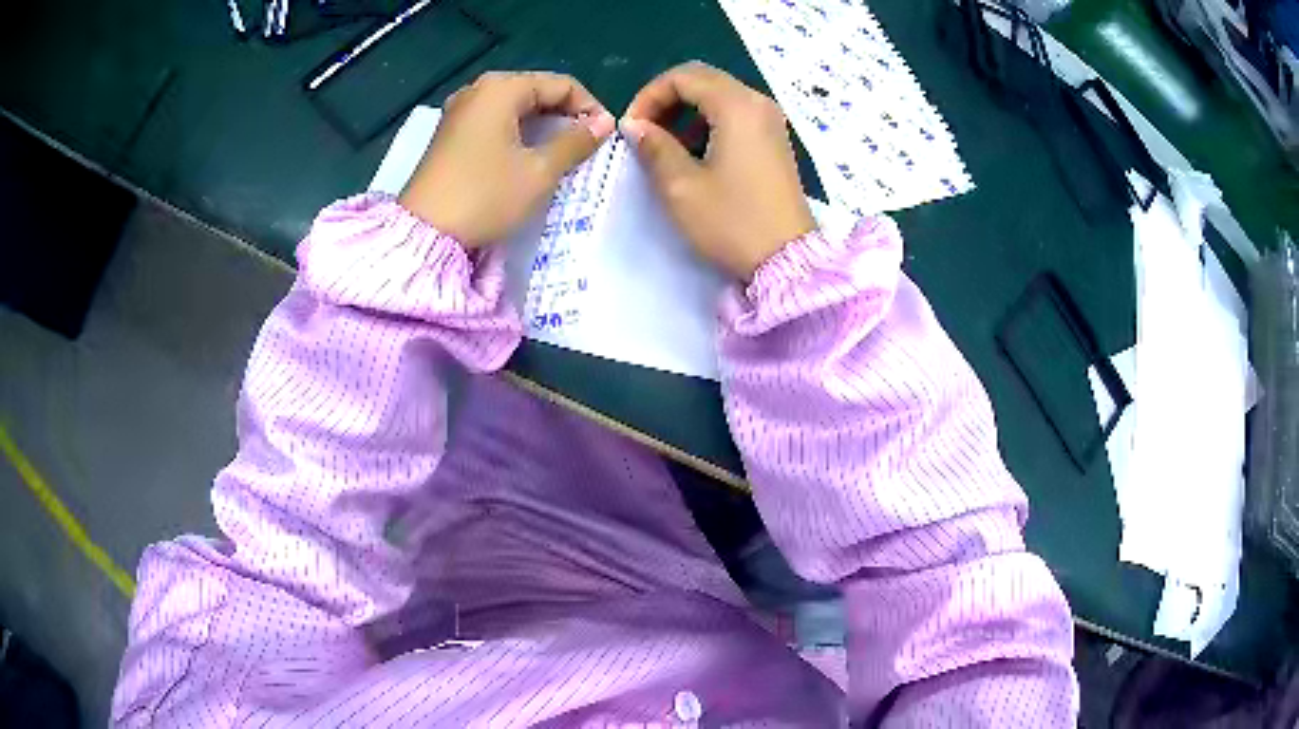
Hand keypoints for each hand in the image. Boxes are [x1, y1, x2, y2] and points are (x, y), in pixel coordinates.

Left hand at [399, 71, 615, 246]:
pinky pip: (494, 120)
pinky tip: (527, 154)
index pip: (561, 84)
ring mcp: (460, 110)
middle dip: (565, 114)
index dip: (589, 107)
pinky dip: (517, 131)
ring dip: (542, 124)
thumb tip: (604, 123)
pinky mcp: (450, 133)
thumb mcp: (539, 171)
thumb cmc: (485, 196)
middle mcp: (478, 89)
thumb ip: (575, 142)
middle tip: (585, 144)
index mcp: (501, 88)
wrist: (424, 233)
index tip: (605, 137)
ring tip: (561, 151)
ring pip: (514, 106)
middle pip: (536, 90)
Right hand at [622, 62, 815, 279]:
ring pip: (719, 95)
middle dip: (666, 98)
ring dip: (686, 111)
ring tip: (665, 144)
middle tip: (644, 131)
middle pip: (703, 79)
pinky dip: (708, 122)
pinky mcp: (775, 140)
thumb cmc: (732, 222)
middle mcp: (758, 103)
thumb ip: (654, 147)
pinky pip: (736, 114)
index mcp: (737, 106)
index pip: (683, 76)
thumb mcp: (681, 186)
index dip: (649, 95)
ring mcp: (771, 121)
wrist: (787, 261)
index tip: (631, 127)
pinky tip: (695, 153)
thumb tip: (634, 125)